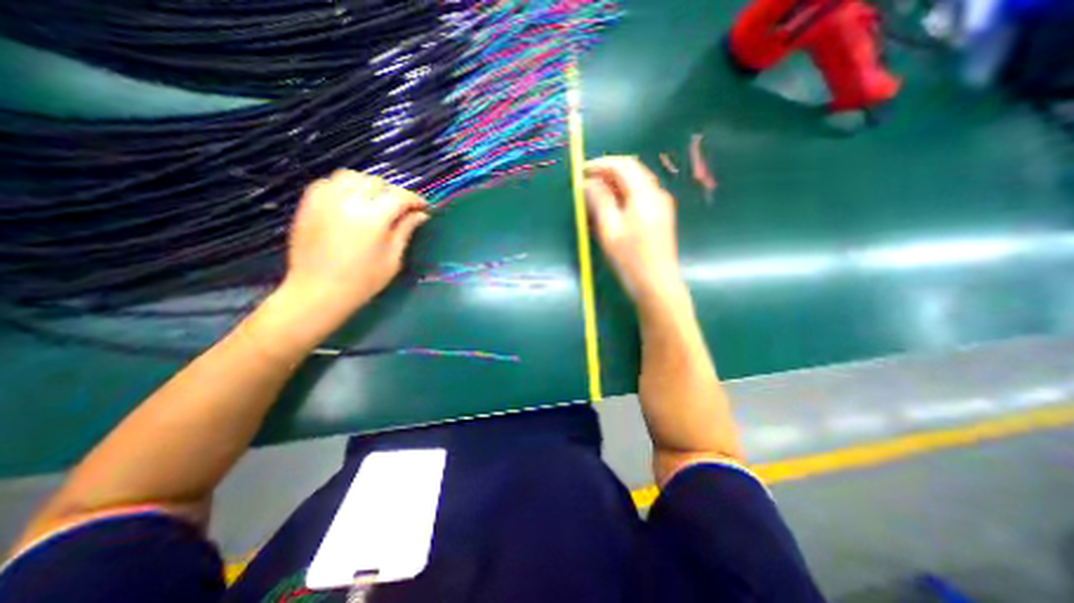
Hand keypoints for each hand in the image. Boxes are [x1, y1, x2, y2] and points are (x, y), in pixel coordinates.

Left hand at [276, 170, 426, 319]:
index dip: (414, 199)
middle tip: (402, 208)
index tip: (424, 207)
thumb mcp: (392, 259)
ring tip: (377, 201)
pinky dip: (345, 186)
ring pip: (352, 177)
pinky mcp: (309, 204)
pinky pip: (329, 183)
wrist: (317, 291)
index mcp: (372, 217)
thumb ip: (405, 231)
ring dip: (369, 185)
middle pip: (376, 182)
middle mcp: (348, 201)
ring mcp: (324, 200)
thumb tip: (421, 214)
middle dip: (394, 192)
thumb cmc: (363, 281)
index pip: (399, 196)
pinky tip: (352, 201)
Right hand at [585, 154, 682, 308]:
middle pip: (632, 171)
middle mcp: (656, 194)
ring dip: (615, 184)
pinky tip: (612, 208)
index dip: (601, 164)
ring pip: (636, 183)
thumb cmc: (630, 259)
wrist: (657, 285)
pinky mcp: (661, 216)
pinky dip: (624, 195)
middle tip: (586, 182)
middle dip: (608, 172)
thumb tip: (589, 182)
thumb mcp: (609, 230)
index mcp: (645, 194)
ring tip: (595, 195)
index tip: (581, 171)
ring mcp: (661, 205)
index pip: (623, 165)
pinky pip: (640, 196)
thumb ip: (599, 201)